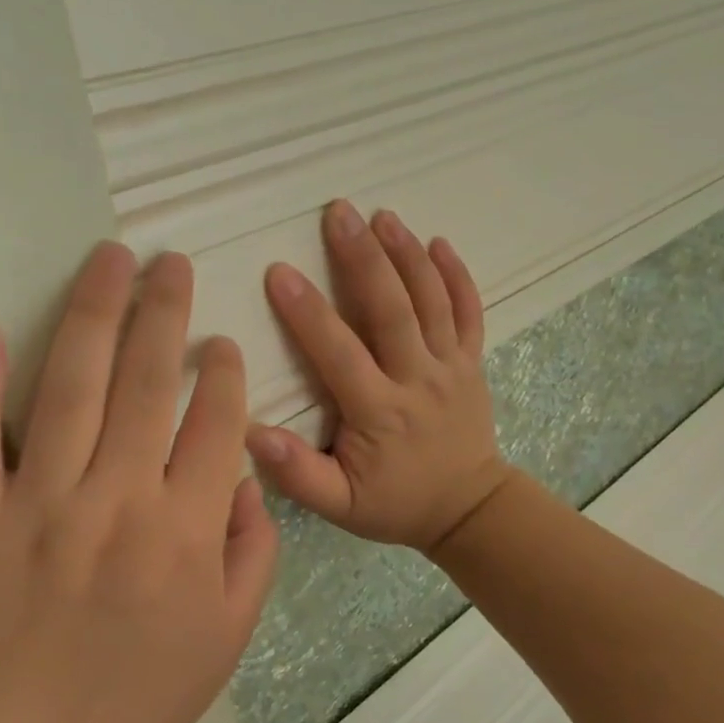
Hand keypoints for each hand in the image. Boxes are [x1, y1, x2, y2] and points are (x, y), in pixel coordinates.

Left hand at [0, 244, 278, 722]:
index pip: (215, 423)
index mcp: (184, 533)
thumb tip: (245, 477)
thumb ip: (254, 550)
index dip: (224, 373)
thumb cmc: (138, 699)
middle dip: (165, 312)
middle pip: (147, 384)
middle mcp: (116, 502)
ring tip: (110, 260)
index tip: (222, 343)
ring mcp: (36, 506)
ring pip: (70, 389)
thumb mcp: (229, 637)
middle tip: (170, 262)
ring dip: (93, 316)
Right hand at [247, 200, 512, 553]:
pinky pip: (469, 312)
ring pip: (432, 301)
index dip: (308, 313)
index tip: (280, 271)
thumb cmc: (396, 503)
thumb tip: (252, 433)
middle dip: (364, 258)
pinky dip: (457, 276)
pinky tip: (439, 242)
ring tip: (383, 215)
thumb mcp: (340, 506)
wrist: (469, 509)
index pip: (339, 353)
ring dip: (407, 254)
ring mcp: (451, 366)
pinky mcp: (472, 361)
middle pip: (392, 310)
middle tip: (339, 213)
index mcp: (380, 412)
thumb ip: (298, 474)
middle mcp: (418, 379)